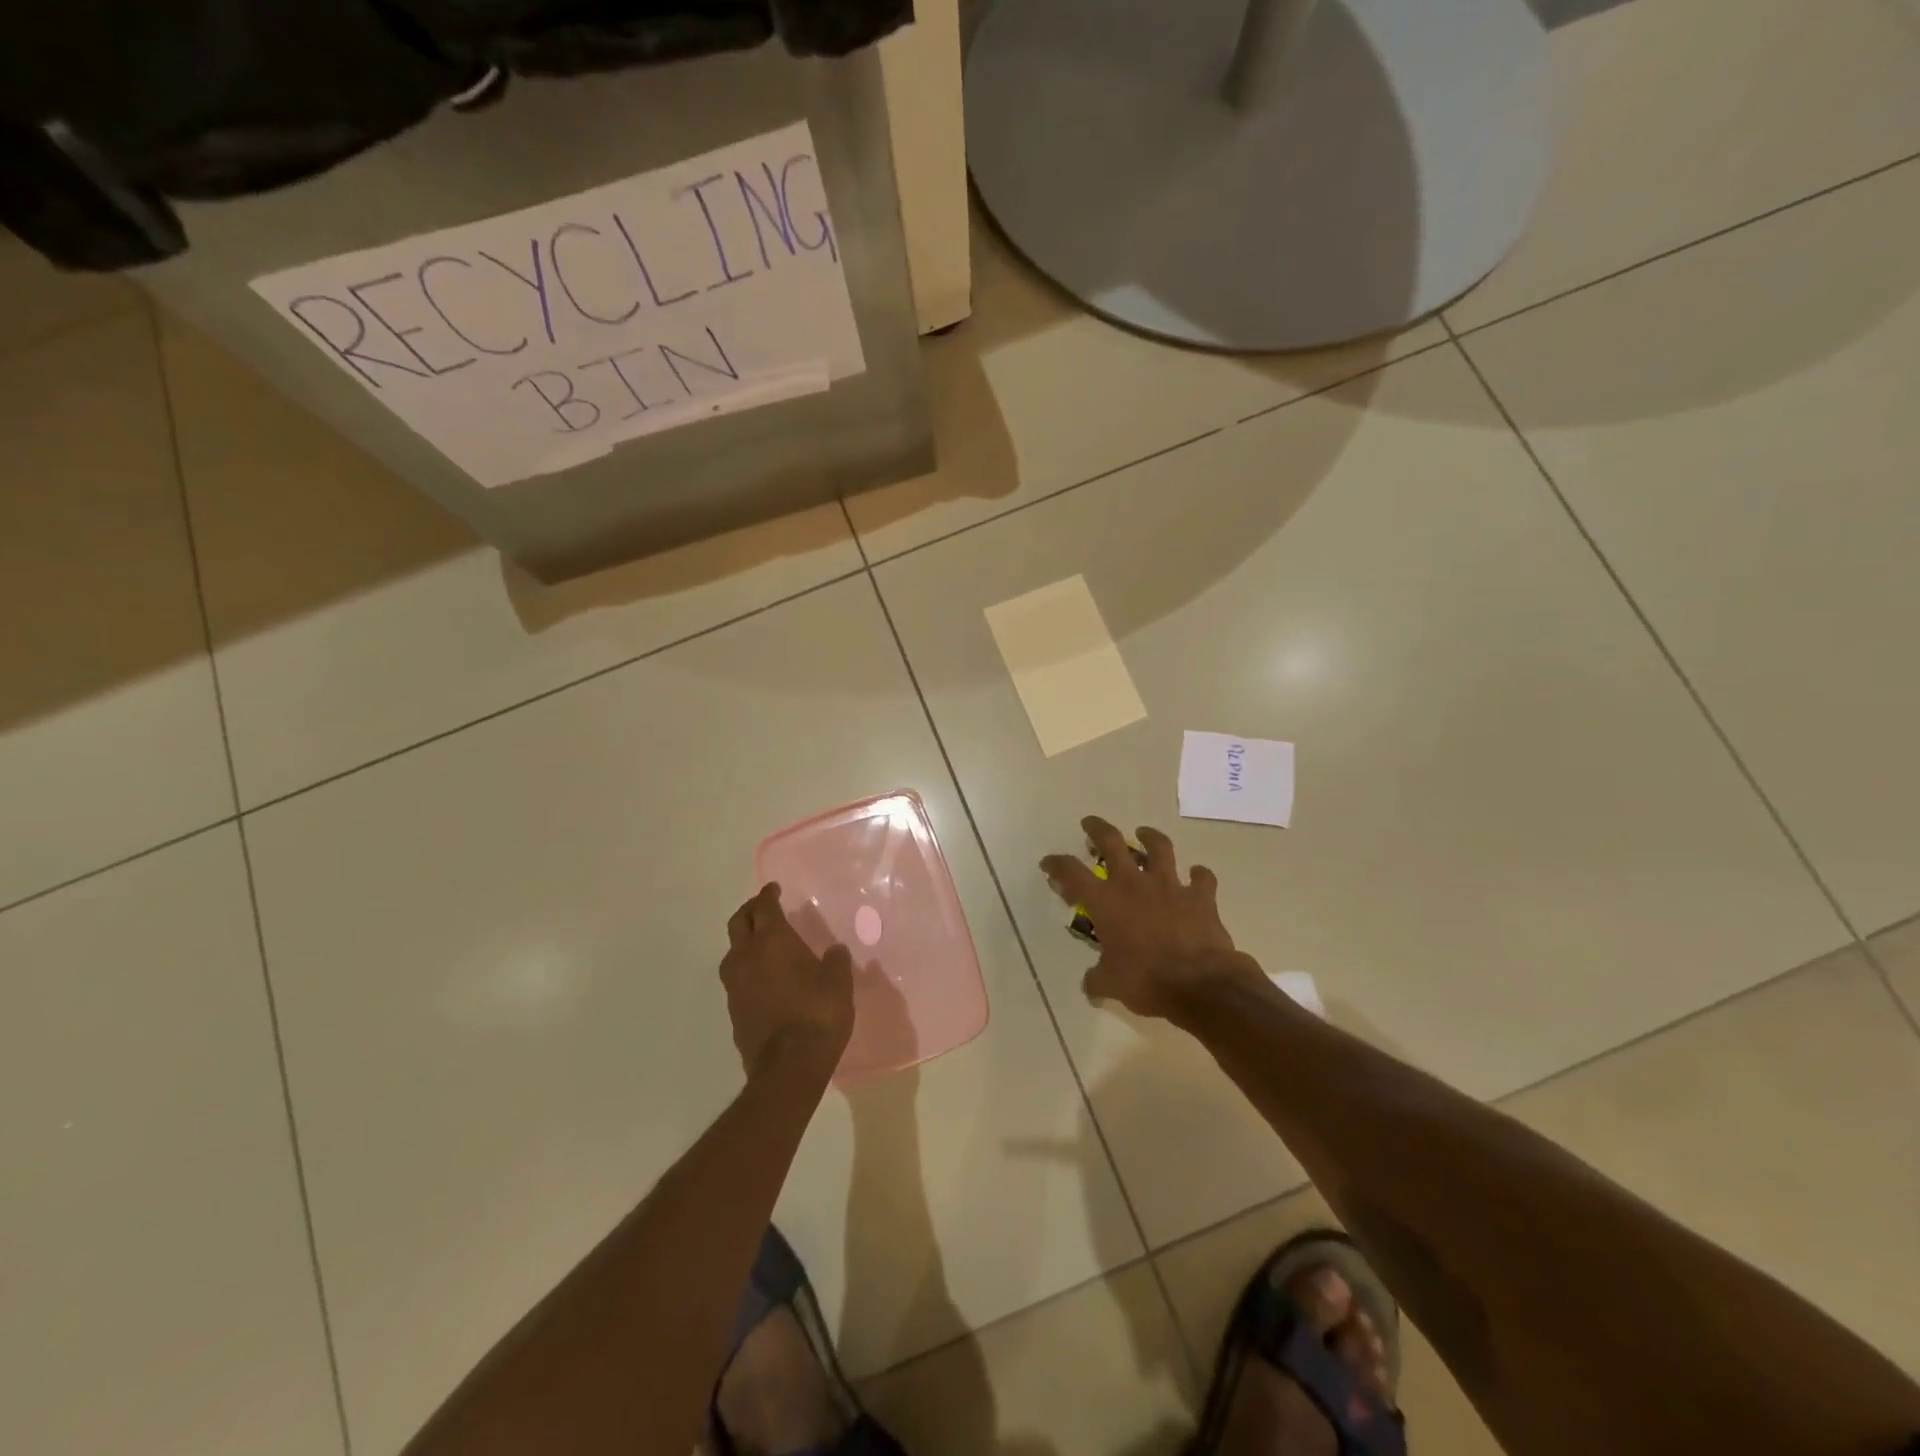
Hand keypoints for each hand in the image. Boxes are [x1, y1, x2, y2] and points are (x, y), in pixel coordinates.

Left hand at [720, 883, 854, 1079]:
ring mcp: (735, 985)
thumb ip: (836, 962)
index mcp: (772, 941)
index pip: (763, 907)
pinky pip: (736, 978)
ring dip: (744, 941)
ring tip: (761, 943)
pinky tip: (763, 978)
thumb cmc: (818, 1014)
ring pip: (732, 951)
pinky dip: (747, 969)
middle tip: (763, 908)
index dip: (768, 894)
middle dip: (750, 911)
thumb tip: (834, 951)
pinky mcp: (733, 1010)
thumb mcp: (838, 983)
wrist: (788, 1067)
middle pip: (738, 923)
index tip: (774, 889)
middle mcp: (747, 957)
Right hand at [1041, 816, 1260, 1020]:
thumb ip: (1097, 979)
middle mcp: (1134, 884)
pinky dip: (1199, 875)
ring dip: (1149, 837)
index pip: (1071, 873)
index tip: (1049, 863)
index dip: (1056, 864)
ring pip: (1159, 848)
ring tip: (1144, 833)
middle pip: (1112, 842)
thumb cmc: (1147, 981)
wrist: (1200, 984)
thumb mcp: (1111, 984)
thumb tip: (1090, 985)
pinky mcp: (1200, 897)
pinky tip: (1196, 875)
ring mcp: (1170, 886)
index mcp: (1105, 902)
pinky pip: (1202, 878)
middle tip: (1090, 824)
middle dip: (1097, 829)